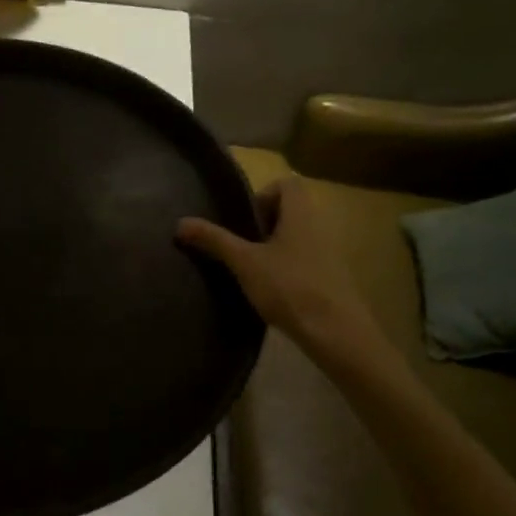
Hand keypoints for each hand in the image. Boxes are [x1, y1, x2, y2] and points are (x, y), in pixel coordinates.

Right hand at [178, 178, 395, 375]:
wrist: (335, 332)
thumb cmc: (289, 287)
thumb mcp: (244, 262)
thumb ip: (214, 240)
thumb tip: (180, 222)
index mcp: (301, 214)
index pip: (288, 183)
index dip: (263, 194)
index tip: (244, 220)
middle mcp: (319, 226)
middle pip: (290, 210)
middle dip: (263, 223)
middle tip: (242, 245)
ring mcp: (328, 253)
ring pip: (296, 237)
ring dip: (273, 247)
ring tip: (251, 269)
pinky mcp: (330, 278)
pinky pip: (304, 259)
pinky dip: (285, 267)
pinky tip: (270, 291)